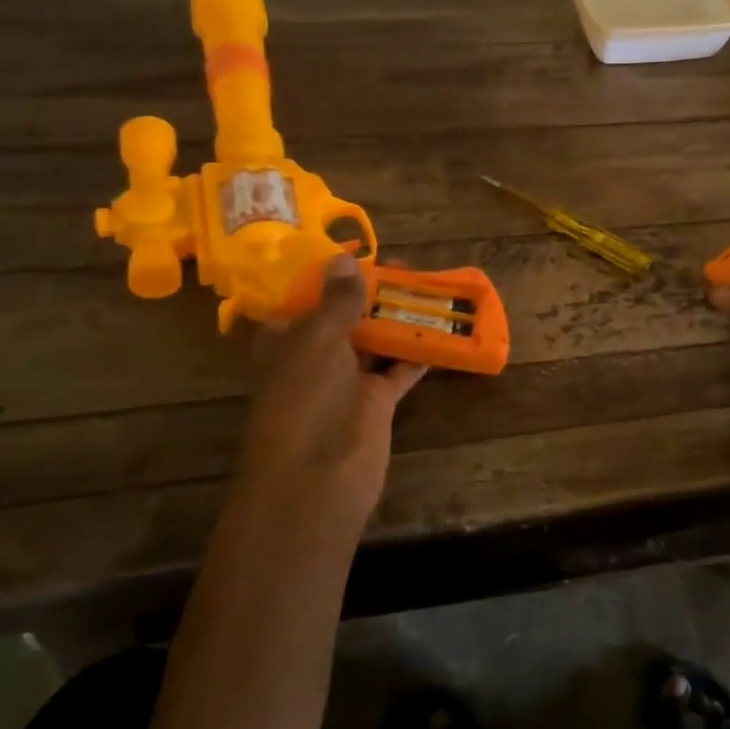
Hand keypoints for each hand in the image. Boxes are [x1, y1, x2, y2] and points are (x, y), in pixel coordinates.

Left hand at [238, 254, 427, 527]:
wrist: (318, 476)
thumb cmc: (306, 397)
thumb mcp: (318, 338)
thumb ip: (337, 300)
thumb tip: (345, 259)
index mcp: (285, 338)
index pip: (303, 298)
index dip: (328, 275)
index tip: (359, 252)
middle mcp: (313, 356)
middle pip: (345, 316)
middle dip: (373, 292)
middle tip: (407, 266)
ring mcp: (346, 380)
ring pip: (375, 340)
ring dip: (399, 318)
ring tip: (429, 288)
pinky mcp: (375, 401)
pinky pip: (400, 368)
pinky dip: (419, 352)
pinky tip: (444, 329)